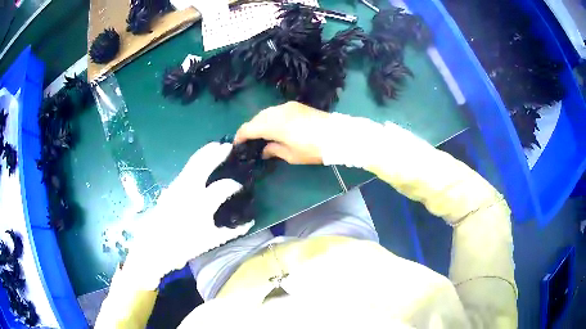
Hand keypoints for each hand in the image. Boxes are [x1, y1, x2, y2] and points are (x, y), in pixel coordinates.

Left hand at [124, 142, 253, 288]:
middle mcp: (188, 190)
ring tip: (215, 147)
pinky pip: (185, 170)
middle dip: (217, 153)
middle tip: (228, 147)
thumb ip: (230, 232)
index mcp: (200, 203)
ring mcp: (177, 187)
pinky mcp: (169, 189)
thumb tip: (249, 223)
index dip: (235, 185)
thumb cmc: (182, 246)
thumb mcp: (209, 241)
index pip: (223, 187)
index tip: (242, 187)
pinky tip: (200, 163)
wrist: (153, 248)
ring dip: (205, 153)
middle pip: (204, 163)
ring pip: (192, 163)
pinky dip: (195, 162)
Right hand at [235, 102, 330, 164]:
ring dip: (260, 122)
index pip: (249, 128)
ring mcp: (287, 106)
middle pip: (256, 118)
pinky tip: (274, 126)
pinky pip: (276, 110)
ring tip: (261, 134)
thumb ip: (274, 150)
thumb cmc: (312, 149)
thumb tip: (264, 149)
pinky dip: (270, 117)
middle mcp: (277, 112)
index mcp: (273, 125)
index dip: (241, 136)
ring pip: (266, 112)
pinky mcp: (296, 105)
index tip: (237, 144)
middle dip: (250, 128)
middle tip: (248, 141)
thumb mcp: (291, 155)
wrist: (337, 135)